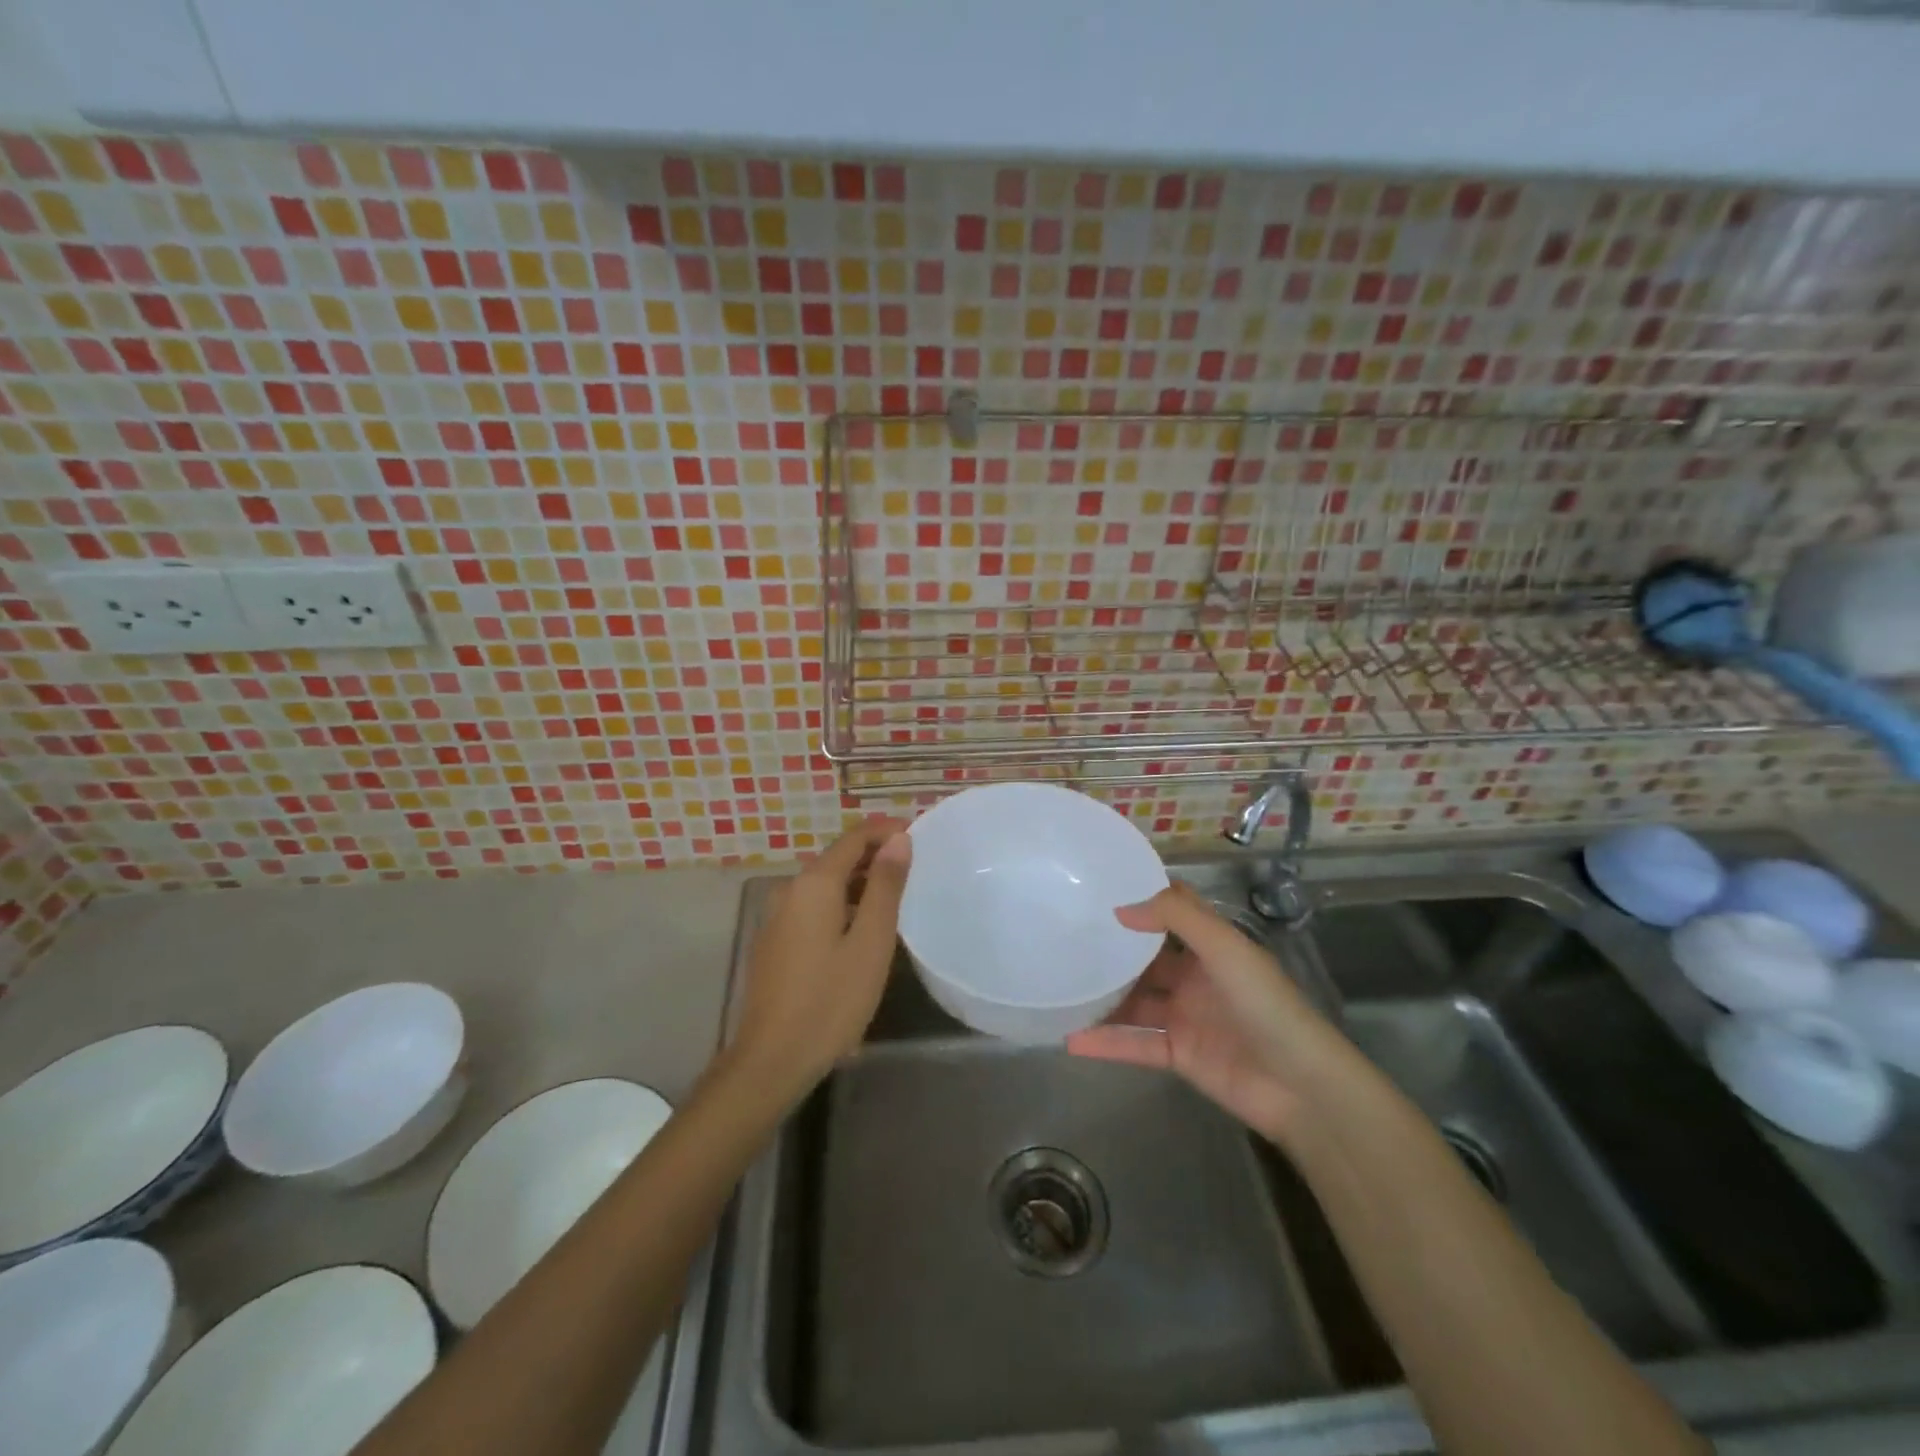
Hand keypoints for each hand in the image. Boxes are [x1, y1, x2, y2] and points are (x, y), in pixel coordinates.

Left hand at [727, 819, 911, 1100]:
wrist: (772, 1059)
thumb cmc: (831, 1000)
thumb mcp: (870, 942)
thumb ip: (885, 886)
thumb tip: (898, 839)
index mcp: (814, 884)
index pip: (854, 838)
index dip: (886, 831)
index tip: (918, 834)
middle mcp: (790, 890)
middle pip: (837, 859)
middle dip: (874, 856)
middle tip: (914, 868)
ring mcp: (777, 916)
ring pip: (825, 885)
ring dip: (859, 883)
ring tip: (895, 897)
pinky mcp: (775, 941)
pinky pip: (813, 907)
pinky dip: (841, 904)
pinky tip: (861, 928)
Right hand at [1066, 882, 1335, 1144]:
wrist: (1301, 1086)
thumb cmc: (1266, 1004)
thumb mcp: (1226, 948)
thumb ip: (1176, 919)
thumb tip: (1121, 908)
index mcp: (1211, 947)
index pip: (1173, 913)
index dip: (1143, 899)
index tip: (1099, 888)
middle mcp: (1195, 978)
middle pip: (1146, 959)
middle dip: (1113, 949)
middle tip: (1065, 935)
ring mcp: (1185, 1018)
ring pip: (1135, 1001)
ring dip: (1103, 997)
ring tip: (1060, 986)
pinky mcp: (1178, 1055)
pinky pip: (1135, 1044)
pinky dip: (1106, 1043)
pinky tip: (1071, 1038)